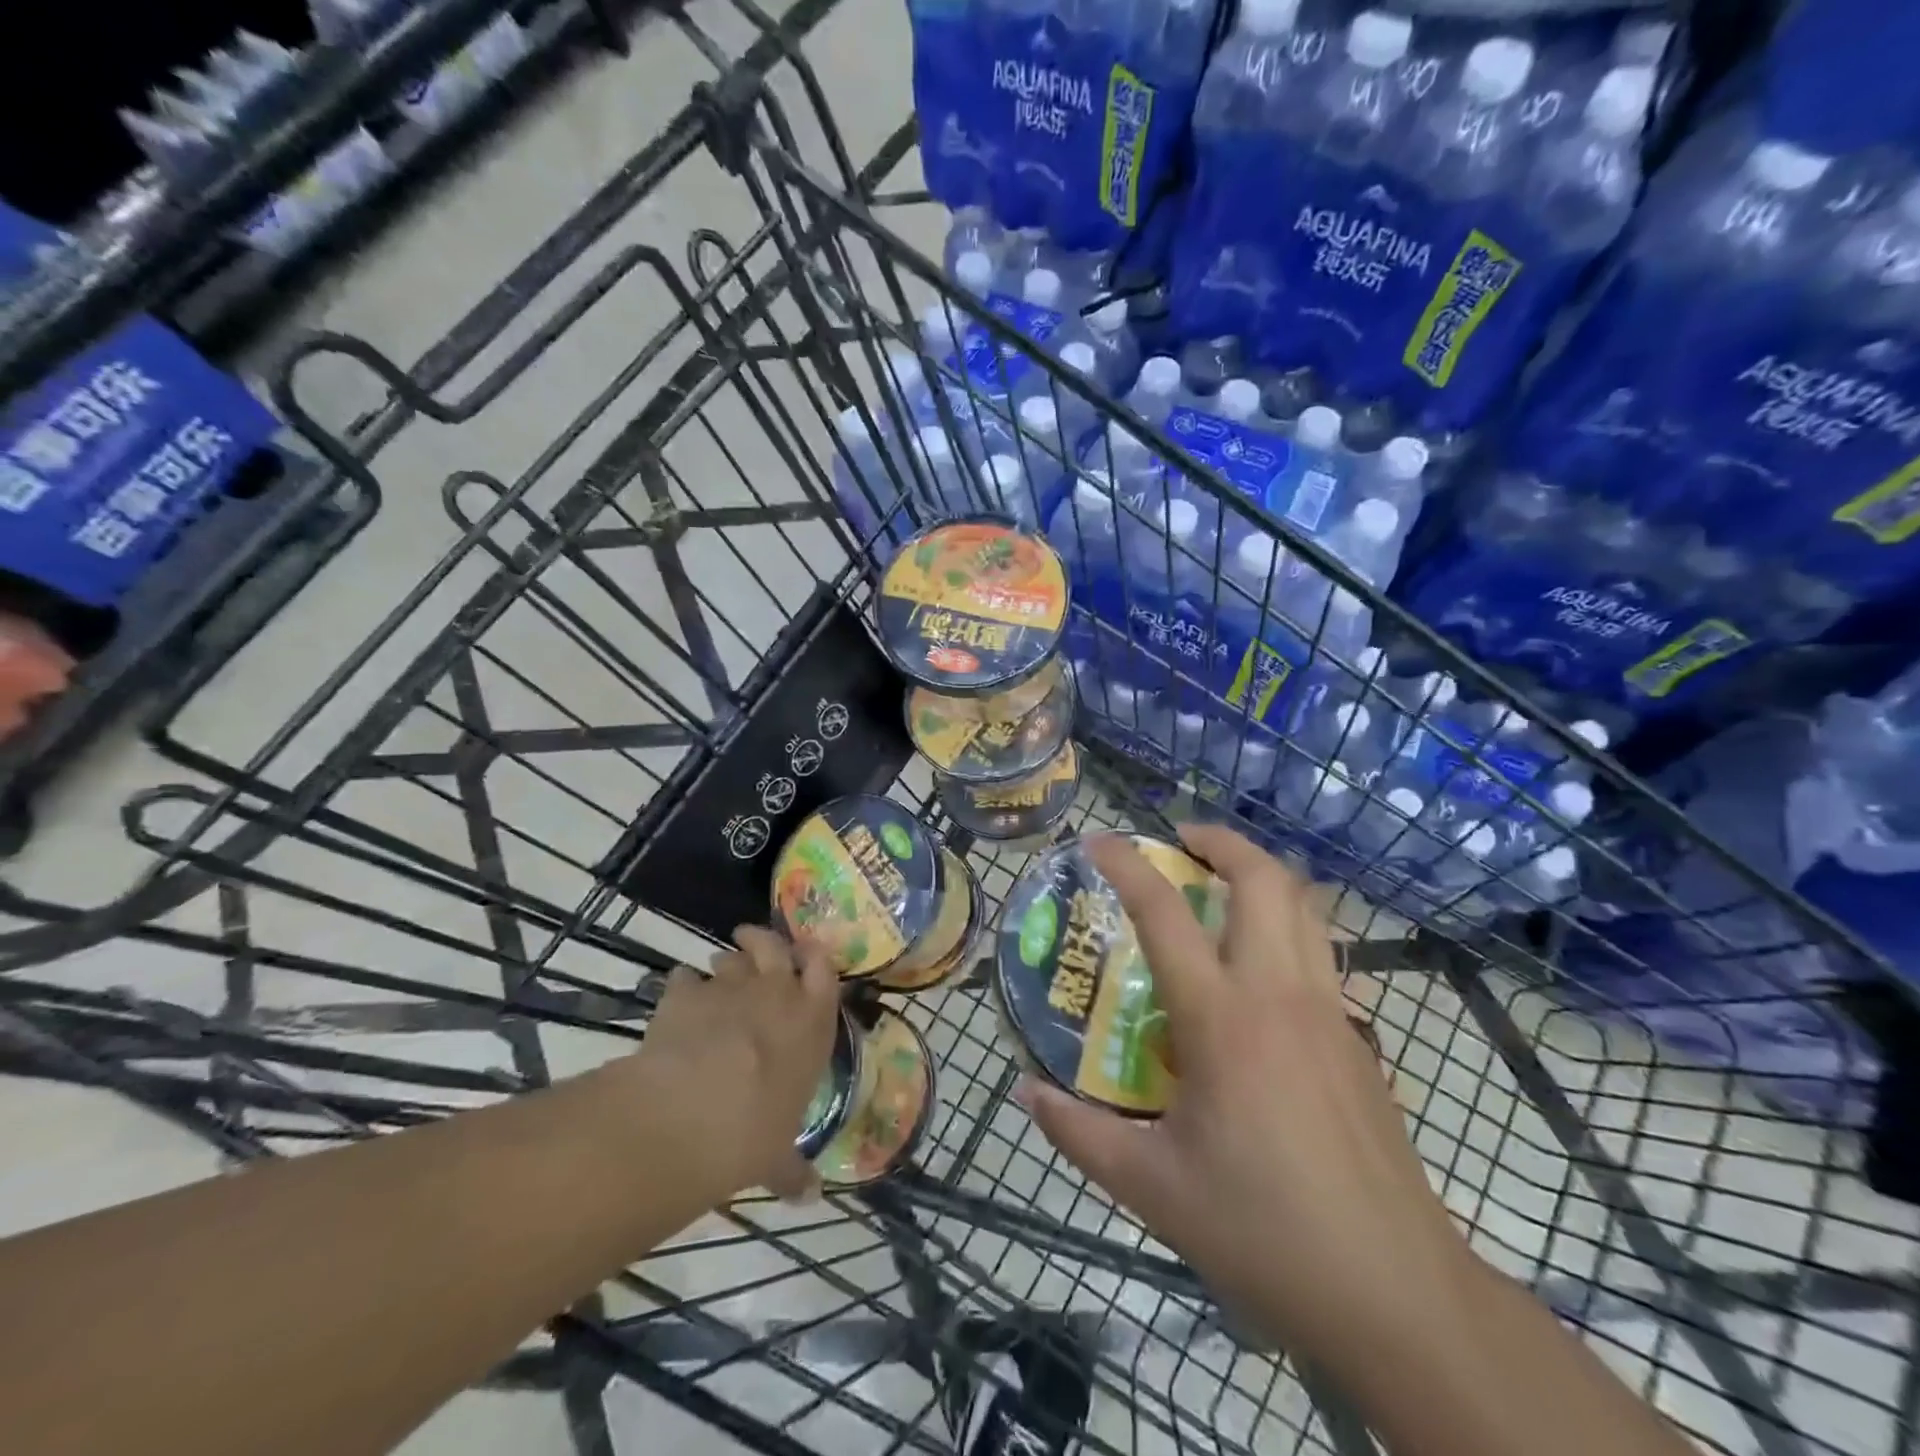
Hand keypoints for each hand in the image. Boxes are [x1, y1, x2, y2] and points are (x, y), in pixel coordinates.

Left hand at [621, 927, 840, 1202]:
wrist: (688, 1116)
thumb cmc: (752, 1133)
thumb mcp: (777, 1157)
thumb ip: (792, 1169)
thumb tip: (810, 1197)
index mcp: (812, 1022)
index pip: (824, 969)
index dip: (815, 957)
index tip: (806, 955)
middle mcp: (776, 993)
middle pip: (775, 946)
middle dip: (764, 939)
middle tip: (752, 941)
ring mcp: (729, 988)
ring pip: (730, 958)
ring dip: (725, 962)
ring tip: (717, 973)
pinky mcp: (684, 994)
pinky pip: (683, 978)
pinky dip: (682, 985)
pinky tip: (677, 998)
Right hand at [1019, 825, 1469, 1366]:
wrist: (1396, 1292)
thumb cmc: (1263, 1230)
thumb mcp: (1152, 1187)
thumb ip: (1080, 1134)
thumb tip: (1027, 1092)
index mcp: (1221, 1019)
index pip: (1164, 913)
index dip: (1126, 865)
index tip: (1097, 841)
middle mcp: (1279, 994)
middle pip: (1263, 879)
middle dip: (1220, 841)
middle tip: (1179, 841)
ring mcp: (1329, 1011)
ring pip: (1304, 907)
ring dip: (1261, 874)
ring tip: (1220, 882)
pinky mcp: (1359, 1039)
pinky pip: (1321, 952)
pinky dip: (1287, 925)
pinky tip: (1260, 968)